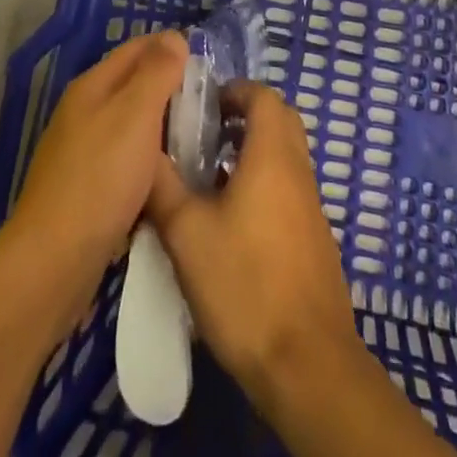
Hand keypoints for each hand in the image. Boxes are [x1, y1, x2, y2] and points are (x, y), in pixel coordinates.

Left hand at [3, 31, 186, 328]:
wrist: (54, 260)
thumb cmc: (100, 178)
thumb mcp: (135, 115)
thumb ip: (156, 73)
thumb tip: (175, 36)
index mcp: (93, 85)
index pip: (138, 48)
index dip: (172, 47)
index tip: (210, 62)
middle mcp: (84, 110)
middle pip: (133, 84)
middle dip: (170, 86)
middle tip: (212, 102)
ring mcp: (82, 150)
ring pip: (131, 123)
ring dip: (163, 124)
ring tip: (201, 136)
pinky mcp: (87, 187)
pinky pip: (127, 158)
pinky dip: (150, 158)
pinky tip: (172, 174)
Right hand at [145, 81, 363, 410]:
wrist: (308, 366)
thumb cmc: (245, 285)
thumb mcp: (187, 233)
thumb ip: (162, 186)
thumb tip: (143, 153)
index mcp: (273, 156)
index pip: (263, 96)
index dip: (233, 90)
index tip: (202, 106)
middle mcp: (298, 172)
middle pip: (278, 121)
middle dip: (243, 117)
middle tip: (204, 134)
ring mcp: (310, 208)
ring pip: (283, 158)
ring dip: (250, 154)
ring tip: (206, 178)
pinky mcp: (313, 242)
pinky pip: (287, 191)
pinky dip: (261, 186)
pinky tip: (228, 223)